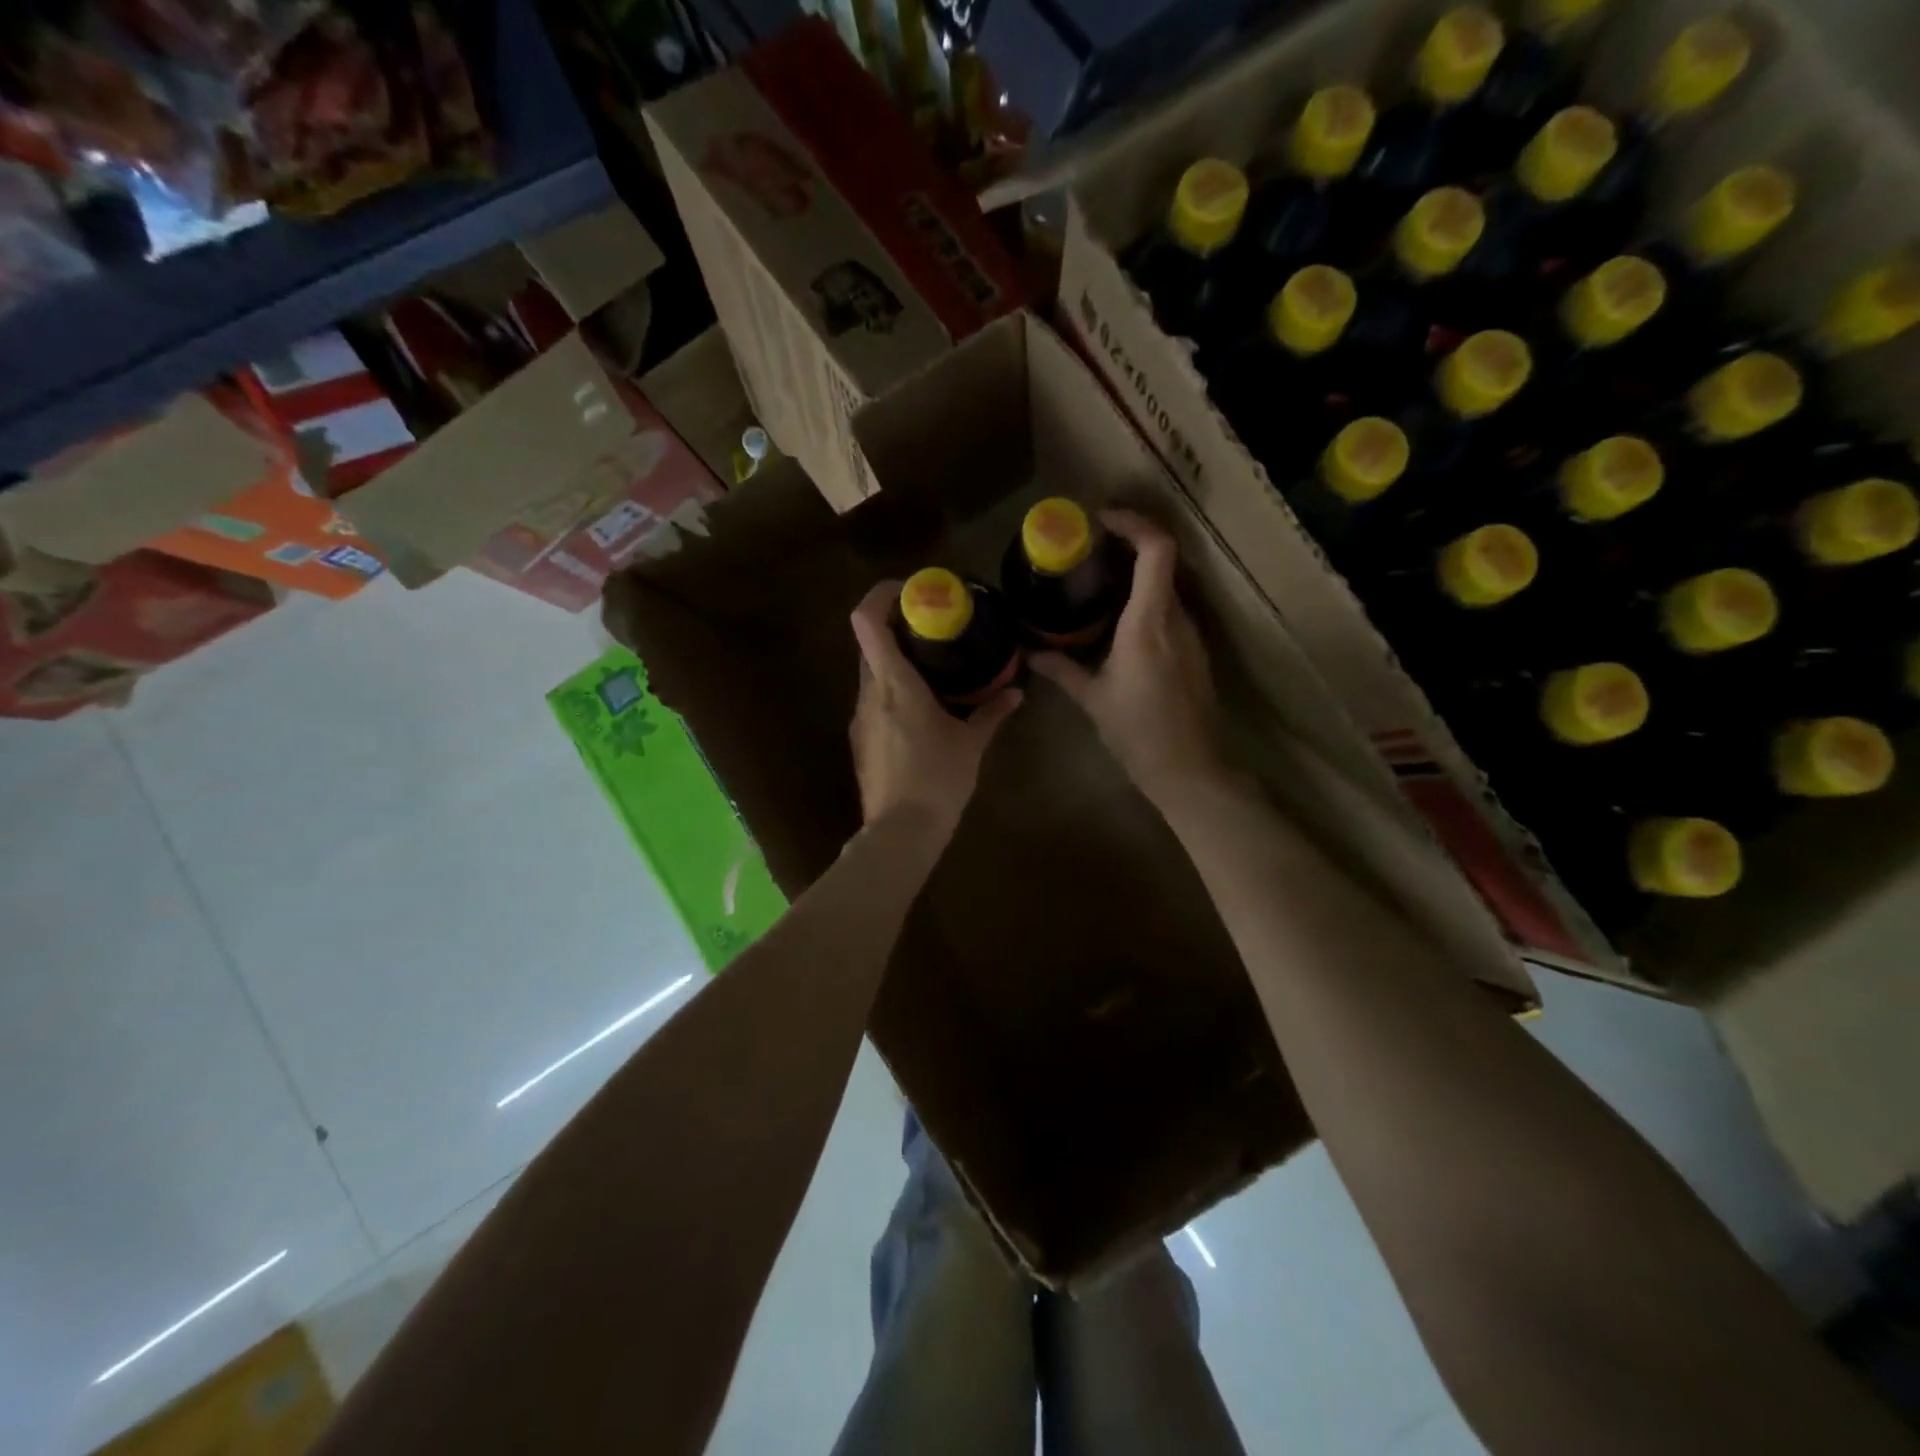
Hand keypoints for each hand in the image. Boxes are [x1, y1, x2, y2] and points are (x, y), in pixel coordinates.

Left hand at [848, 580, 1021, 841]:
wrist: (900, 833)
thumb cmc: (938, 780)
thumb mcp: (971, 744)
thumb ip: (992, 713)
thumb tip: (1016, 693)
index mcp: (894, 684)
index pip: (867, 621)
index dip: (881, 595)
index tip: (909, 590)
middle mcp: (869, 693)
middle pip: (870, 644)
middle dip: (897, 630)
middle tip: (934, 630)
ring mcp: (860, 718)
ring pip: (872, 674)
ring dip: (897, 664)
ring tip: (933, 671)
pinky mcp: (861, 740)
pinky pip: (874, 701)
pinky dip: (893, 692)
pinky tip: (922, 712)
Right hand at [1031, 510, 1221, 801]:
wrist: (1188, 768)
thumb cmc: (1137, 731)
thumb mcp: (1092, 698)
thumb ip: (1062, 669)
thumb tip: (1030, 653)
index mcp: (1148, 622)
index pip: (1156, 549)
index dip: (1133, 523)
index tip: (1100, 521)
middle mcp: (1175, 618)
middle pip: (1162, 561)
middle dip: (1128, 546)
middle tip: (1089, 551)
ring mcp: (1190, 634)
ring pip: (1167, 586)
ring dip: (1137, 575)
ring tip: (1099, 584)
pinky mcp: (1194, 652)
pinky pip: (1170, 611)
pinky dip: (1146, 601)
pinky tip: (1120, 622)